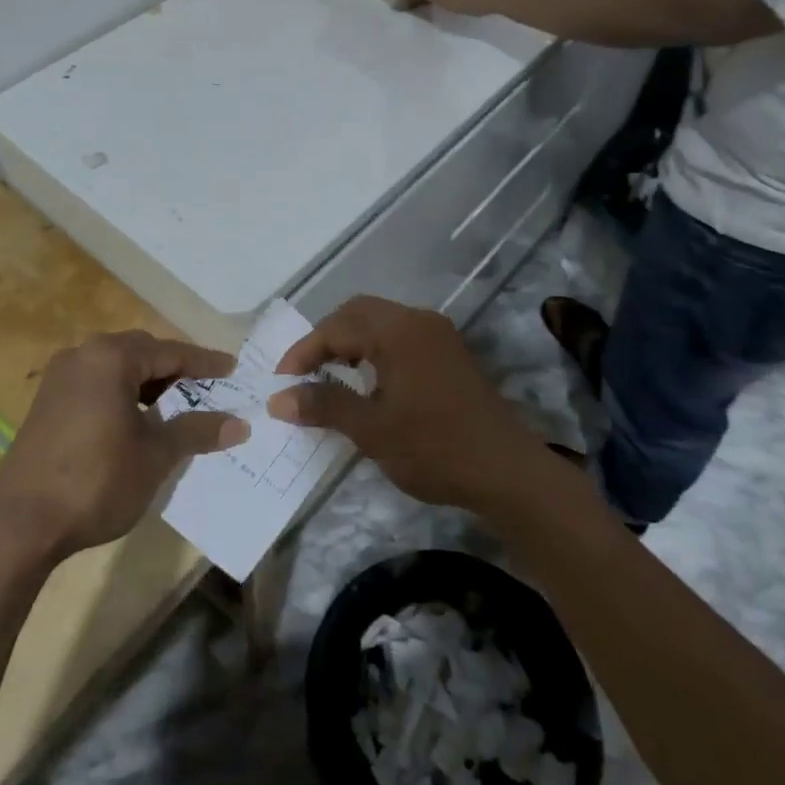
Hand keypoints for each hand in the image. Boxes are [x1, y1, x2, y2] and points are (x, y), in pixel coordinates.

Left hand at [0, 332, 246, 560]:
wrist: (20, 524)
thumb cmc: (96, 481)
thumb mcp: (155, 456)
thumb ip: (197, 431)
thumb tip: (239, 424)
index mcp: (111, 358)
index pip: (170, 352)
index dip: (204, 363)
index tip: (232, 369)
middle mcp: (83, 355)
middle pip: (142, 353)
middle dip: (175, 370)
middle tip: (207, 389)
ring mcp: (60, 378)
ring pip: (117, 368)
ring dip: (148, 383)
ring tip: (176, 407)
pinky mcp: (47, 402)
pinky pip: (96, 384)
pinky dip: (122, 394)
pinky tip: (137, 421)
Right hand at [269, 297, 538, 510]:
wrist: (507, 471)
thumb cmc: (434, 448)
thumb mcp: (371, 430)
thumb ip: (324, 405)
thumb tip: (277, 399)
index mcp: (397, 330)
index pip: (337, 326)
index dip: (304, 351)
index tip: (281, 382)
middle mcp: (417, 320)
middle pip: (358, 313)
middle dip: (326, 339)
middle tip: (303, 372)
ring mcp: (438, 334)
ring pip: (380, 322)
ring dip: (351, 342)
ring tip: (330, 376)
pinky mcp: (449, 353)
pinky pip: (400, 336)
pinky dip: (375, 350)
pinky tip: (368, 380)